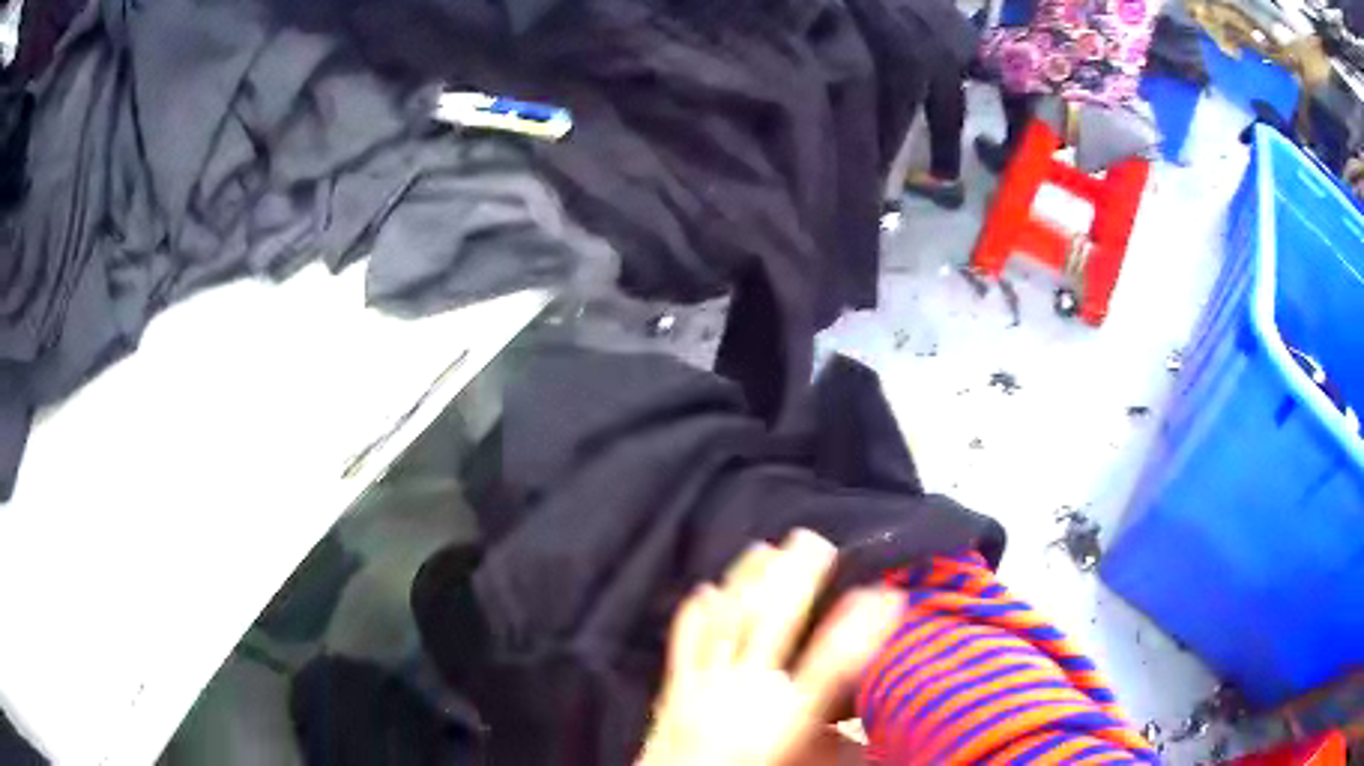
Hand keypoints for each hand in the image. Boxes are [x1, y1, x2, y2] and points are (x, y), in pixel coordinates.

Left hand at [638, 531, 901, 765]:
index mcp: (786, 718)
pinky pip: (684, 645)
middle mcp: (746, 693)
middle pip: (774, 623)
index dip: (862, 627)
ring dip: (747, 582)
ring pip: (728, 622)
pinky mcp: (675, 692)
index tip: (886, 594)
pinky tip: (702, 590)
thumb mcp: (806, 765)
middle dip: (797, 577)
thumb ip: (836, 741)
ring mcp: (705, 688)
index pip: (833, 664)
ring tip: (764, 547)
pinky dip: (693, 615)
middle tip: (813, 539)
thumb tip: (865, 719)